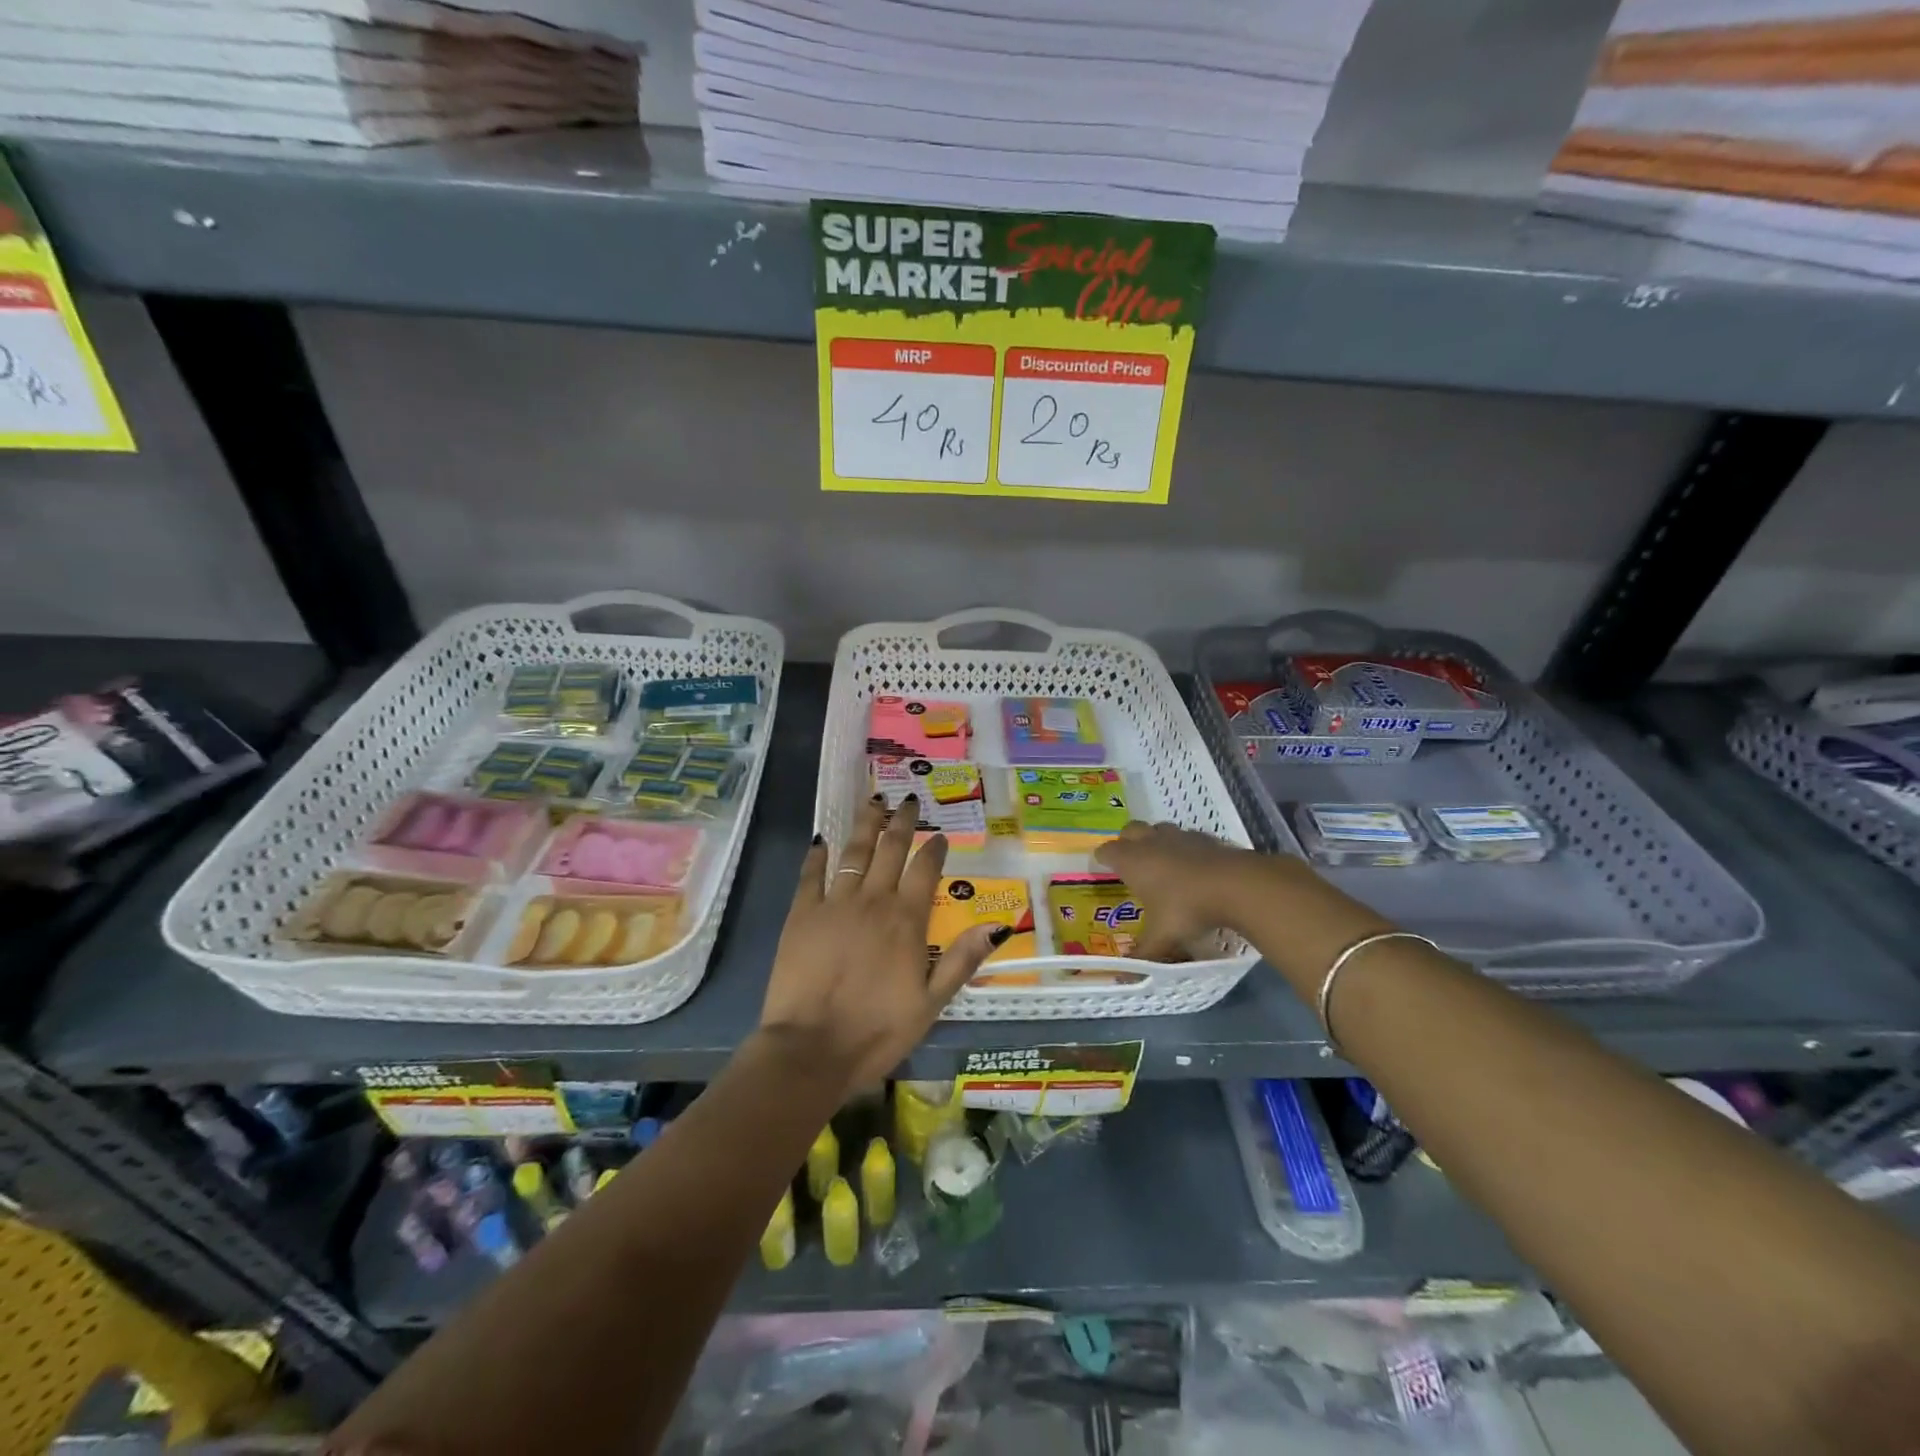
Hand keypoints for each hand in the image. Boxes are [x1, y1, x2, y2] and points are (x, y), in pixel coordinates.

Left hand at [760, 796, 1008, 1091]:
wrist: (811, 1049)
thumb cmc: (878, 1031)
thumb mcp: (932, 1003)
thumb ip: (962, 960)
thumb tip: (997, 925)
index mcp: (907, 920)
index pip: (925, 870)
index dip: (934, 848)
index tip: (939, 834)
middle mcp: (873, 900)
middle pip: (891, 849)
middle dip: (901, 822)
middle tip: (907, 800)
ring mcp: (834, 903)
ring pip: (854, 852)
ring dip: (866, 824)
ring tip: (873, 801)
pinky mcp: (802, 914)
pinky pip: (811, 874)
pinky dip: (818, 854)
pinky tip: (822, 839)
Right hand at [1091, 820, 1269, 958]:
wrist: (1236, 885)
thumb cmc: (1187, 908)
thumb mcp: (1162, 937)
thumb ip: (1143, 954)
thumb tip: (1124, 977)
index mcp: (1132, 861)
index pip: (1106, 851)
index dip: (1102, 859)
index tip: (1102, 868)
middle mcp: (1151, 842)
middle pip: (1130, 830)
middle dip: (1127, 842)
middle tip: (1130, 862)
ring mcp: (1180, 836)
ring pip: (1159, 829)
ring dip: (1156, 840)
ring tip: (1161, 862)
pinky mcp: (1206, 838)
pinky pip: (1187, 837)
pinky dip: (1185, 847)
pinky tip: (1193, 866)